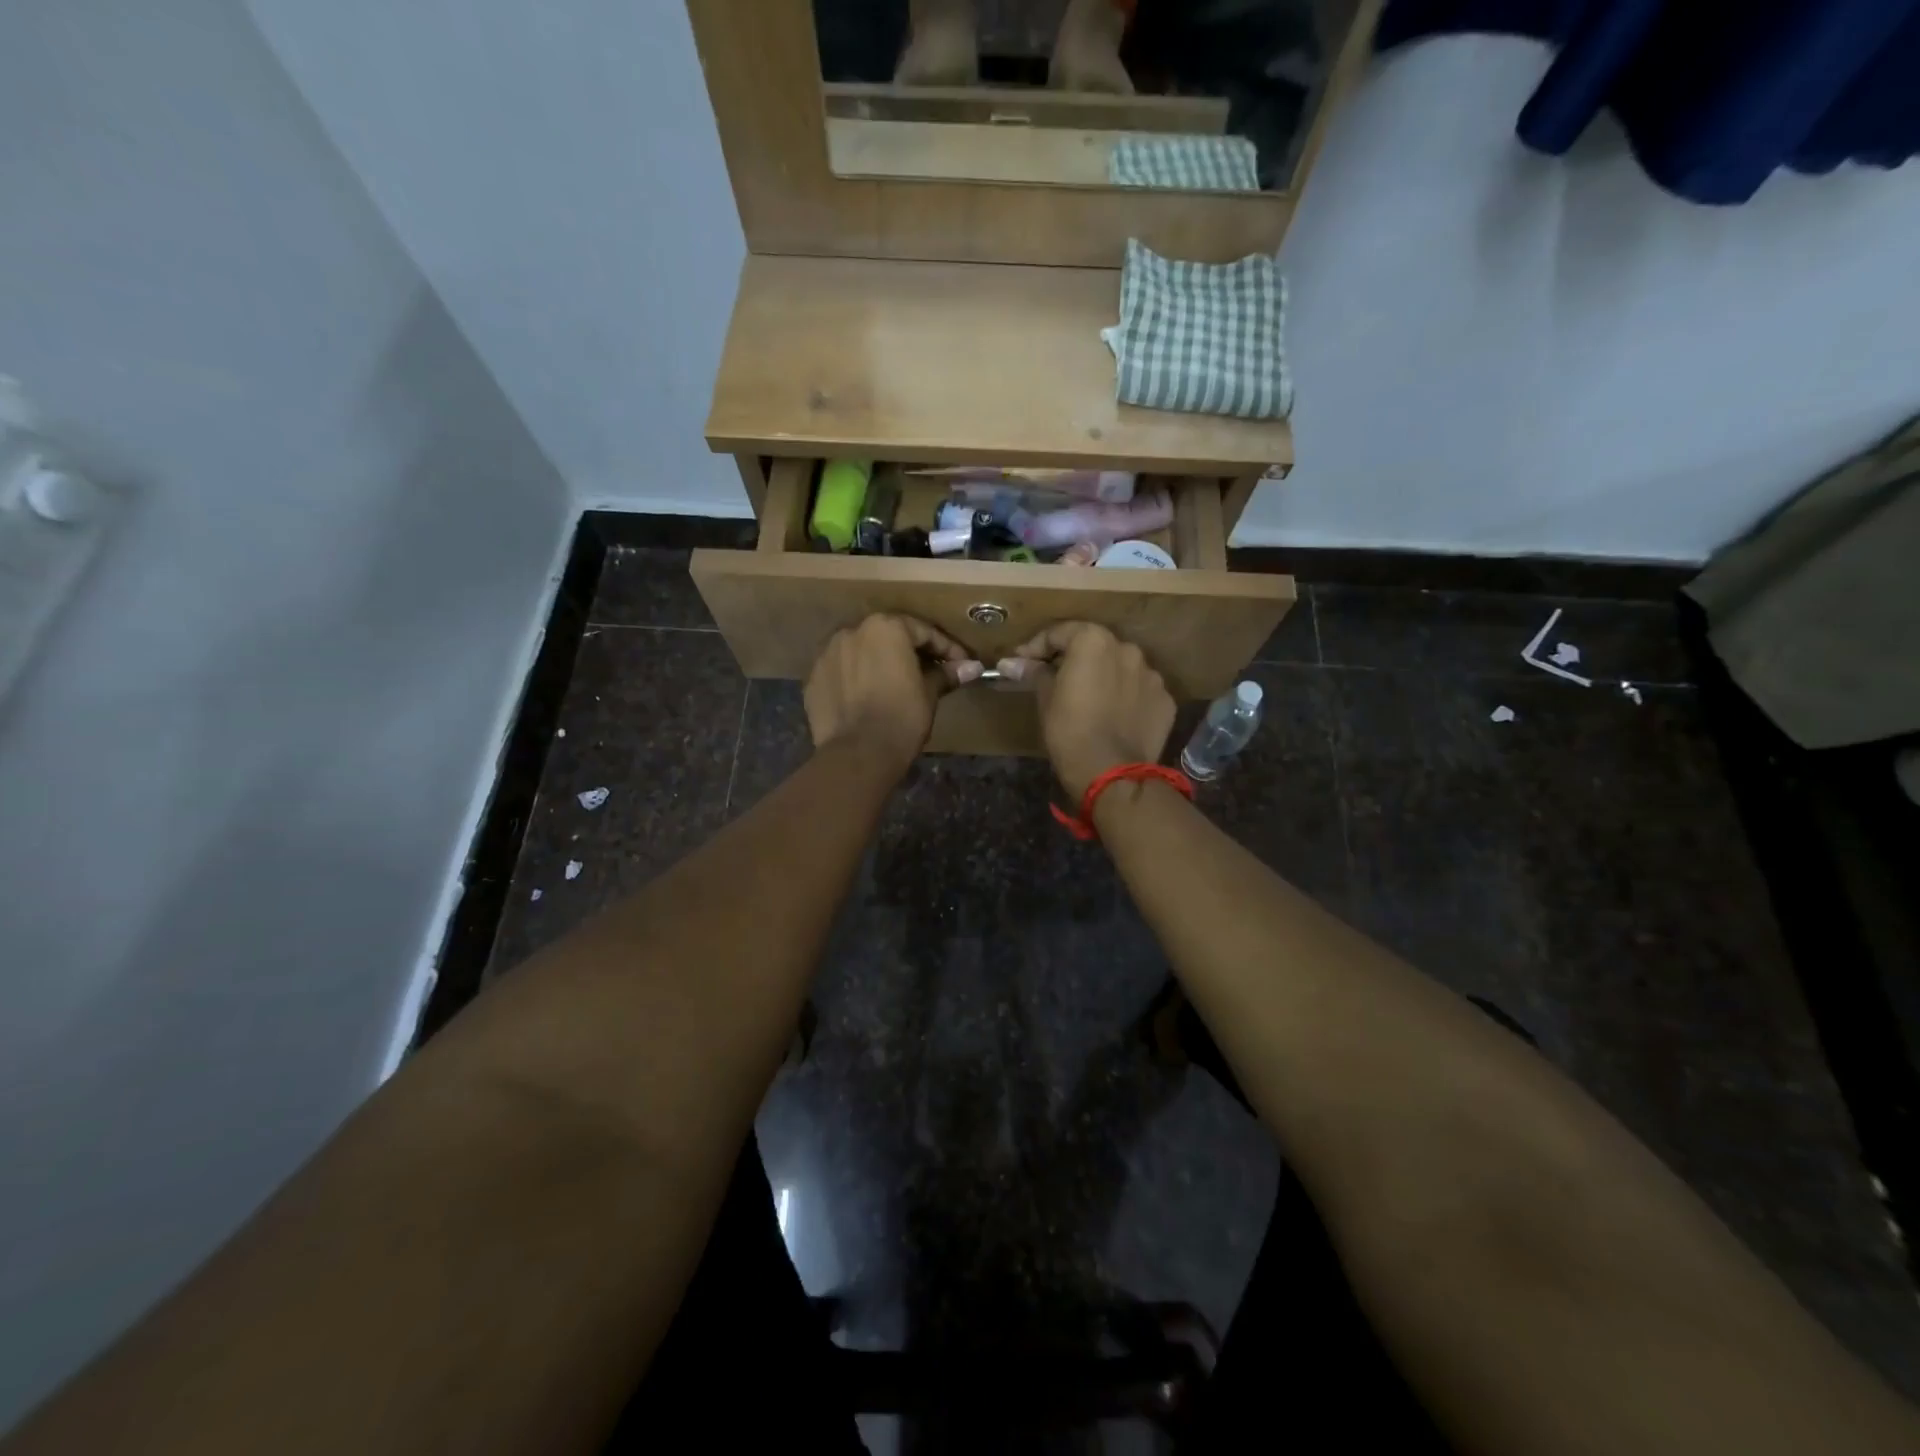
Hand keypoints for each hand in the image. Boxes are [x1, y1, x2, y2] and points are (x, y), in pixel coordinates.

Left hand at [805, 614, 982, 769]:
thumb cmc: (902, 718)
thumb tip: (973, 667)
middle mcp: (852, 631)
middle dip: (910, 652)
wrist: (858, 754)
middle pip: (889, 636)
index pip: (923, 631)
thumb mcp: (929, 694)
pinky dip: (856, 679)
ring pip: (861, 652)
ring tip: (895, 685)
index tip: (962, 664)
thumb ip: (947, 674)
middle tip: (930, 672)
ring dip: (879, 663)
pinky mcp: (813, 679)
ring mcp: (827, 654)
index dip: (947, 648)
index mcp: (886, 628)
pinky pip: (842, 672)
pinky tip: (867, 698)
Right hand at [998, 622, 1173, 799]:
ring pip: (1121, 668)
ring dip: (1104, 677)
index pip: (1060, 632)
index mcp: (1094, 641)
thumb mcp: (1045, 699)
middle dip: (1074, 659)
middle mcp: (1127, 649)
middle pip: (1095, 647)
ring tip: (1089, 701)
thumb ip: (1034, 673)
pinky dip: (1126, 697)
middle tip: (1055, 679)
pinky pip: (1139, 691)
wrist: (1112, 773)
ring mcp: (1152, 675)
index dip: (1037, 647)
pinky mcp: (1165, 700)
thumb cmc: (1069, 730)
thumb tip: (1010, 663)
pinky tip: (1113, 717)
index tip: (1021, 663)